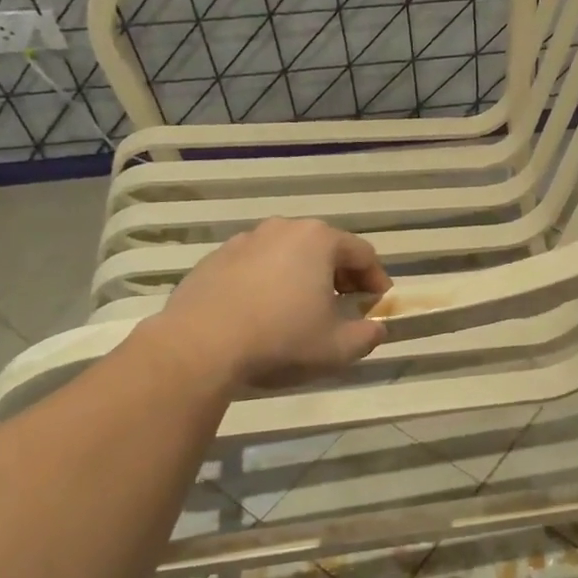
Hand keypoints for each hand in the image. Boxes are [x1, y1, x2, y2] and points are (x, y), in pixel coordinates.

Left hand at [149, 218, 391, 390]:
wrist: (199, 346)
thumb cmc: (280, 339)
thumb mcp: (338, 348)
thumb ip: (368, 335)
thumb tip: (376, 328)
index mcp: (319, 240)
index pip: (363, 254)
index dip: (376, 279)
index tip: (378, 302)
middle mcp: (283, 229)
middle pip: (325, 247)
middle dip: (340, 275)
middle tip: (345, 304)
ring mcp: (245, 241)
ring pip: (288, 254)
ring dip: (303, 276)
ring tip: (302, 308)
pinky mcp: (215, 259)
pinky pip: (256, 265)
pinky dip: (269, 281)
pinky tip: (264, 312)